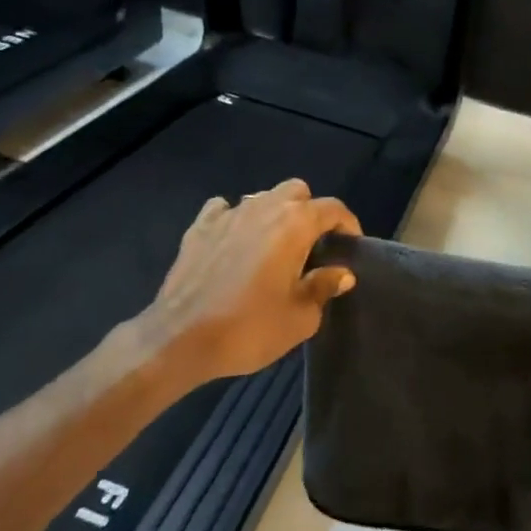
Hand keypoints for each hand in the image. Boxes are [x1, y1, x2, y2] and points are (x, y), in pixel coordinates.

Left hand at [135, 179, 361, 385]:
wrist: (179, 339)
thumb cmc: (249, 328)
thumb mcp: (300, 318)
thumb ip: (324, 287)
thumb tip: (341, 273)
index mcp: (294, 224)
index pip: (333, 208)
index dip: (348, 224)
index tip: (351, 246)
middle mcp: (263, 208)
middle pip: (297, 191)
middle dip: (310, 211)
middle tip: (312, 245)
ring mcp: (228, 214)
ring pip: (261, 197)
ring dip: (274, 214)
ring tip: (274, 246)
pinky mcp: (199, 227)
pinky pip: (224, 209)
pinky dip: (235, 219)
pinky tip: (234, 242)